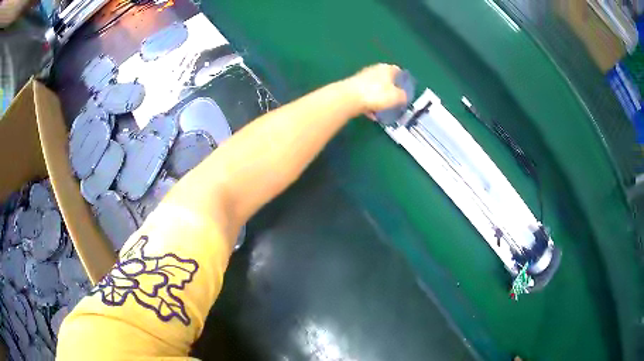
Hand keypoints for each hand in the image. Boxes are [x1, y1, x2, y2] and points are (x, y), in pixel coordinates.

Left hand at [344, 64, 407, 117]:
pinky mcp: (353, 88)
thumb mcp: (396, 97)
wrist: (349, 98)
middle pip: (386, 79)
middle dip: (391, 90)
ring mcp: (362, 78)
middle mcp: (374, 69)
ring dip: (380, 99)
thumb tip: (404, 97)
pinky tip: (372, 115)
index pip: (398, 71)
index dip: (403, 80)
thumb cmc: (376, 94)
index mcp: (386, 68)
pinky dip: (370, 104)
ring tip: (384, 111)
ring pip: (375, 89)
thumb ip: (403, 96)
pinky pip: (366, 96)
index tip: (406, 90)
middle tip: (396, 101)